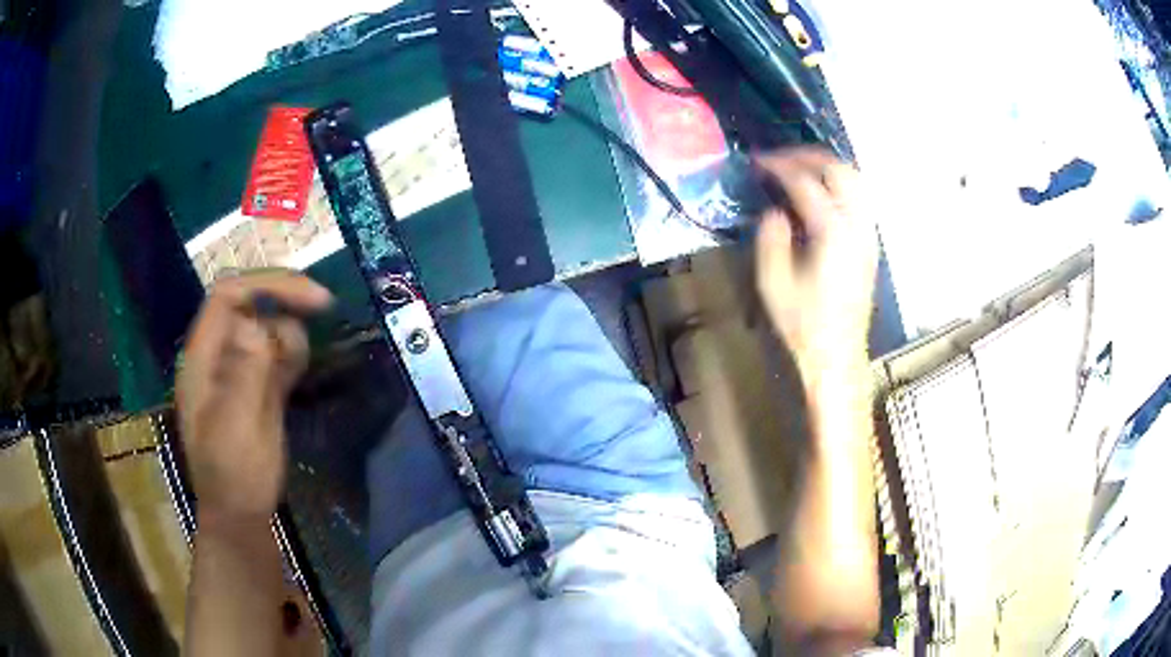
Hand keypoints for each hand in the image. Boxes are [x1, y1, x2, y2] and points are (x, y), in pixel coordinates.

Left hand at [176, 271, 331, 523]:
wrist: (240, 515)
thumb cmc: (233, 477)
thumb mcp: (235, 431)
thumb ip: (242, 377)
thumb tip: (256, 327)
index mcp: (203, 357)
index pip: (228, 295)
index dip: (267, 284)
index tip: (311, 297)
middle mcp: (218, 354)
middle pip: (250, 302)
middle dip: (285, 300)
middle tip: (324, 308)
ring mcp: (238, 369)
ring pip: (267, 325)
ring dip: (290, 334)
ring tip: (295, 374)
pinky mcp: (257, 385)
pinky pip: (276, 351)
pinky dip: (293, 352)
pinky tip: (298, 372)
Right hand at [754, 148, 877, 385]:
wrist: (837, 353)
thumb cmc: (803, 323)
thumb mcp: (773, 283)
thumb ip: (771, 238)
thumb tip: (775, 210)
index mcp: (832, 233)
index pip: (806, 182)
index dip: (779, 166)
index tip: (757, 161)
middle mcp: (857, 226)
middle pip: (839, 170)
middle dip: (807, 156)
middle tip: (779, 158)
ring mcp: (868, 234)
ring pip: (855, 180)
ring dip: (827, 166)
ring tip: (799, 168)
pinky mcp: (870, 243)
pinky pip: (860, 197)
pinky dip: (839, 183)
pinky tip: (821, 192)